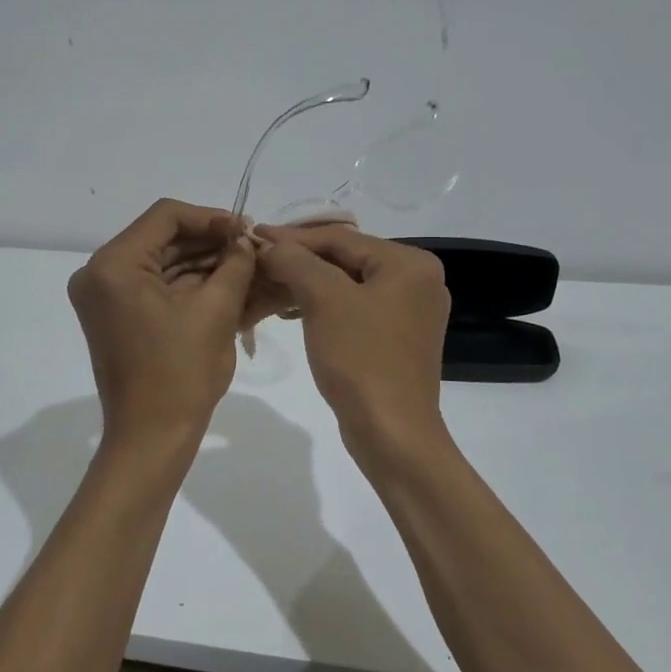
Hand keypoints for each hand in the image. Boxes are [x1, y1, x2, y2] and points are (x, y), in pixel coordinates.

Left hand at [68, 200, 255, 441]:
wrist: (151, 438)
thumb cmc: (182, 374)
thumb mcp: (216, 312)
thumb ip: (234, 264)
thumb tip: (245, 239)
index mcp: (113, 266)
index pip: (165, 217)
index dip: (210, 217)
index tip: (245, 230)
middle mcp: (99, 274)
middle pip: (161, 239)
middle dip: (208, 242)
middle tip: (250, 248)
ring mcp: (104, 296)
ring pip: (160, 262)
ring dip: (201, 263)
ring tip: (245, 265)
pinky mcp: (115, 316)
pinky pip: (154, 287)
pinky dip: (187, 285)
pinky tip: (225, 283)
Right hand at [256, 225, 449, 449]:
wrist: (391, 433)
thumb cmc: (361, 359)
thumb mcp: (324, 300)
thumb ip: (295, 261)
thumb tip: (269, 244)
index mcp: (410, 263)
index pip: (340, 238)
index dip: (292, 237)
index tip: (253, 237)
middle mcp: (417, 281)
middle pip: (345, 259)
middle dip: (298, 261)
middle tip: (257, 261)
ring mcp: (409, 312)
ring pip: (346, 285)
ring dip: (306, 284)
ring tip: (266, 286)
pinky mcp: (396, 339)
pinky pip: (353, 309)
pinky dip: (322, 307)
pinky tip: (291, 312)